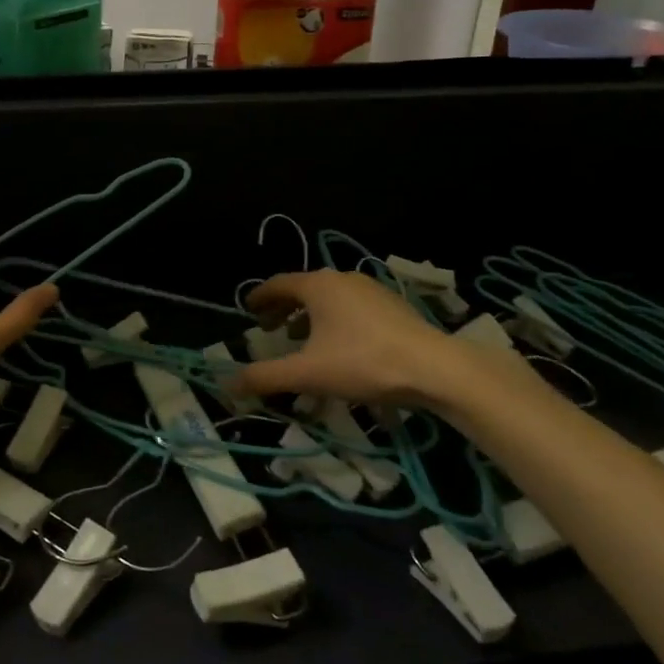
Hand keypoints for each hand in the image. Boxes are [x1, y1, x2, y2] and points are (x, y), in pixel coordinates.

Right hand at [234, 269, 498, 411]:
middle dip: (283, 308)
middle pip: (303, 289)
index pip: (278, 283)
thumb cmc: (363, 362)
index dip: (260, 297)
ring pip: (329, 299)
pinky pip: (351, 308)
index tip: (248, 310)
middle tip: (269, 328)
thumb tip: (228, 384)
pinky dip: (334, 321)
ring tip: (301, 340)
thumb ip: (265, 377)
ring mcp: (371, 290)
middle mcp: (342, 279)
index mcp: (318, 285)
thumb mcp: (307, 373)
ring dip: (309, 316)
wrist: (435, 368)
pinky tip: (340, 348)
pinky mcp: (392, 306)